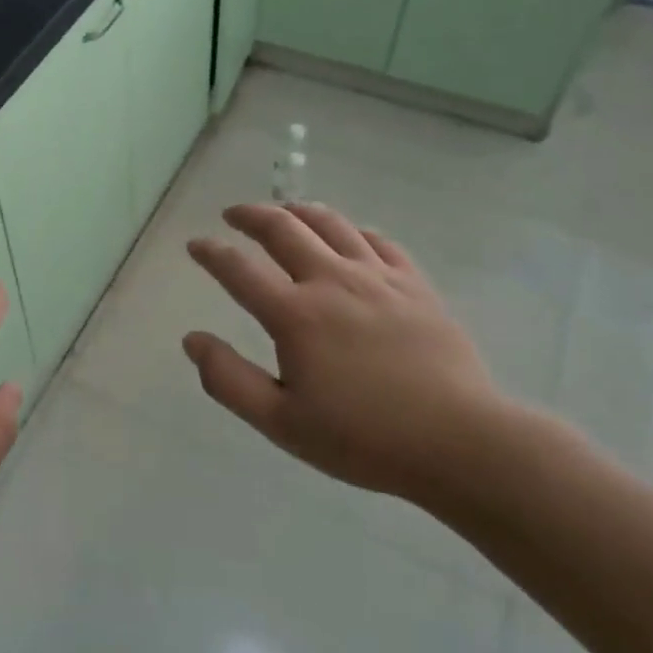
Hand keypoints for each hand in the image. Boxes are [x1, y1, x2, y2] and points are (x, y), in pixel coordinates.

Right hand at [183, 202, 508, 506]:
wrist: (460, 442)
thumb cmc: (364, 438)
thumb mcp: (281, 423)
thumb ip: (229, 380)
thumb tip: (192, 340)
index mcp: (294, 315)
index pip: (238, 269)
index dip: (211, 252)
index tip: (195, 244)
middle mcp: (331, 281)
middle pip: (283, 229)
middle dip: (251, 215)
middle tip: (234, 214)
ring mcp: (378, 278)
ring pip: (331, 224)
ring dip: (299, 210)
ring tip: (284, 210)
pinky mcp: (415, 285)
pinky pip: (379, 241)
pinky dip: (354, 230)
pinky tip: (349, 236)